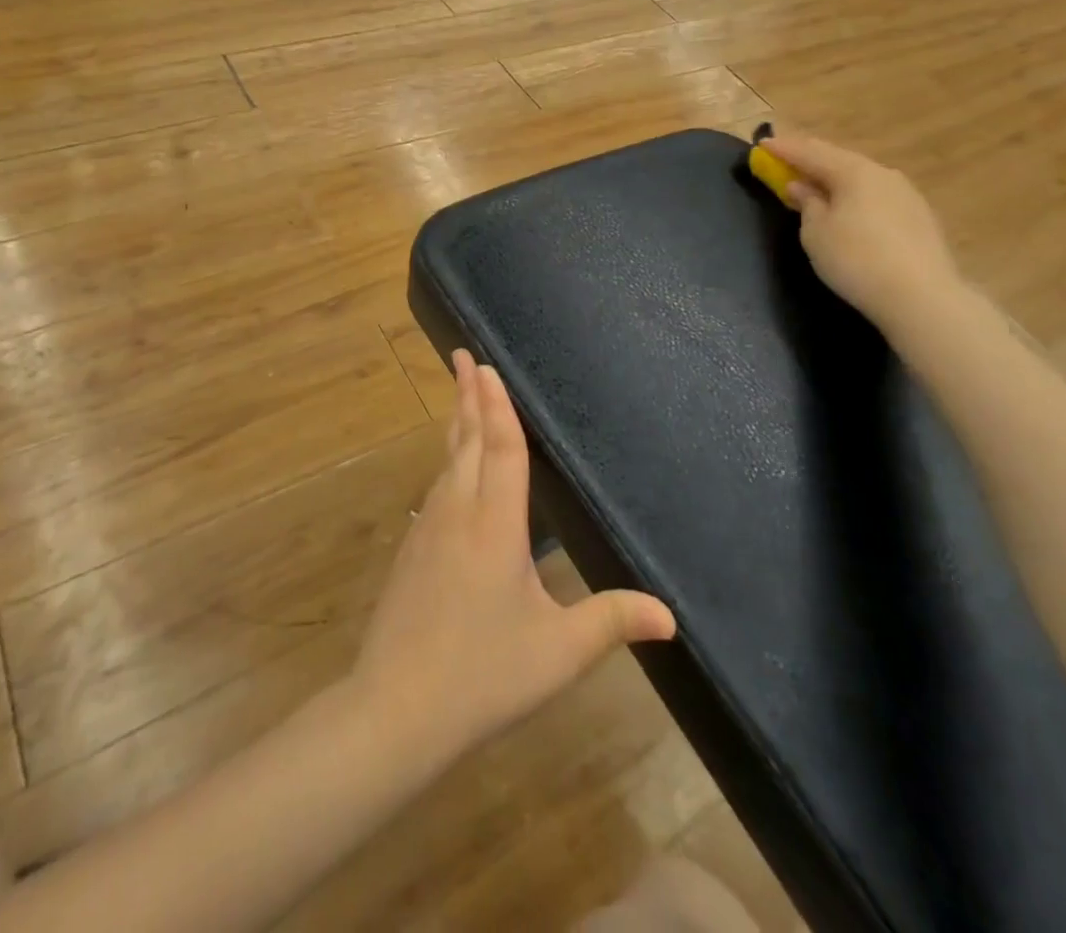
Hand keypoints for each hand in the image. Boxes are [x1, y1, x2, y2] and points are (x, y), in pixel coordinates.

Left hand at [351, 352, 676, 763]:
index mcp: (495, 523)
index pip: (501, 446)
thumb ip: (612, 622)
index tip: (485, 364)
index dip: (497, 404)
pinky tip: (452, 466)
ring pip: (447, 459)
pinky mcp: (413, 548)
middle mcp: (459, 511)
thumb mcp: (559, 652)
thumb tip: (670, 616)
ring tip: (462, 396)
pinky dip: (448, 457)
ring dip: (457, 422)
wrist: (395, 708)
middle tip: (464, 356)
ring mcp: (430, 528)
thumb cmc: (484, 674)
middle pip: (467, 439)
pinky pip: (437, 485)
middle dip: (468, 395)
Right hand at [763, 135, 963, 327]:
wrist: (921, 296)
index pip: (811, 152)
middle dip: (810, 160)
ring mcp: (906, 194)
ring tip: (815, 186)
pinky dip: (854, 196)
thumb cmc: (855, 259)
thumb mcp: (816, 233)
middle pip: (839, 160)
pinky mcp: (919, 217)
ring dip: (834, 178)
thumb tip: (802, 186)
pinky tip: (848, 208)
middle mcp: (882, 173)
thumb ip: (807, 204)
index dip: (784, 148)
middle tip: (786, 161)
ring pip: (860, 178)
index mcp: (854, 172)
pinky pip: (876, 196)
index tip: (762, 145)